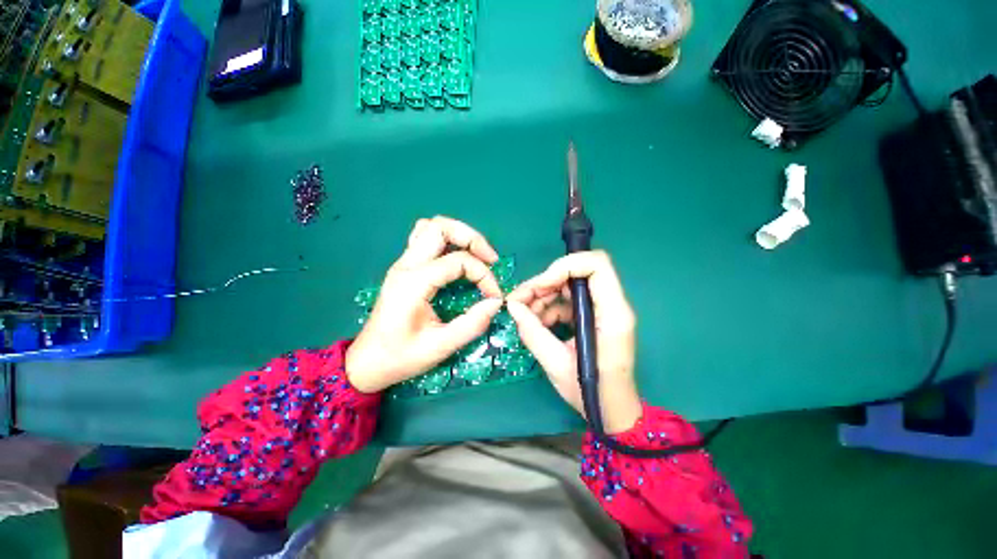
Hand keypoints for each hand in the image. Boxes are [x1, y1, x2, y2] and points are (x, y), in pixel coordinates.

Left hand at [345, 217, 503, 393]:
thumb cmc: (400, 357)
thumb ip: (472, 324)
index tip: (494, 296)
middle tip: (490, 260)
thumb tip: (496, 303)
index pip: (458, 261)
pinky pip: (424, 239)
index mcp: (414, 283)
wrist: (367, 363)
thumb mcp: (440, 347)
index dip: (483, 275)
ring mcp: (403, 264)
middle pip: (441, 227)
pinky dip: (445, 240)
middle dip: (472, 238)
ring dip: (458, 235)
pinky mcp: (404, 268)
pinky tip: (456, 257)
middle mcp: (406, 266)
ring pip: (431, 227)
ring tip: (476, 255)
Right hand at [507, 251, 641, 433]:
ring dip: (543, 296)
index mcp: (612, 314)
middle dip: (544, 283)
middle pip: (577, 274)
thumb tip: (512, 306)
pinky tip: (536, 322)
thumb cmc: (591, 393)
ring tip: (523, 315)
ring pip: (568, 286)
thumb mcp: (556, 364)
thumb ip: (533, 332)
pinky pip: (567, 301)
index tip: (540, 285)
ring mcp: (602, 310)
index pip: (596, 265)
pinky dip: (548, 308)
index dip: (565, 266)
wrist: (612, 410)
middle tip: (518, 300)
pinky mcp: (593, 316)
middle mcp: (611, 305)